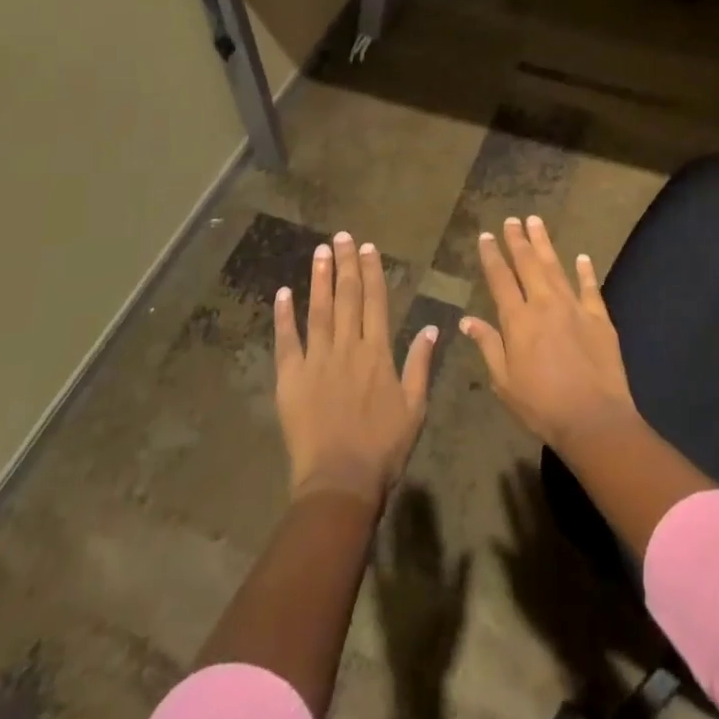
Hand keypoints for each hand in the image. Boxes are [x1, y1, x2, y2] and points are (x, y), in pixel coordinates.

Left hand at [275, 232, 437, 505]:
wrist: (340, 482)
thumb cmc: (383, 447)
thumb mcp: (415, 407)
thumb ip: (420, 364)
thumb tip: (433, 327)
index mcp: (377, 352)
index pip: (375, 301)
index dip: (371, 272)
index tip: (367, 248)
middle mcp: (347, 347)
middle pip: (346, 297)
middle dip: (345, 264)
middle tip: (340, 236)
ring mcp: (316, 361)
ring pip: (318, 311)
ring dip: (319, 279)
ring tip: (319, 251)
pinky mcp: (291, 379)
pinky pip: (287, 341)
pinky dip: (284, 316)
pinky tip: (284, 293)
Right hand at [459, 217, 638, 453]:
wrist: (593, 418)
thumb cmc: (541, 405)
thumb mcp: (504, 382)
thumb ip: (488, 345)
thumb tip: (467, 320)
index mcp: (518, 320)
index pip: (500, 280)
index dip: (492, 256)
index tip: (487, 236)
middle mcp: (545, 304)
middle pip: (528, 264)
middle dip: (518, 240)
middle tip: (512, 220)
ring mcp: (574, 307)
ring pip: (556, 267)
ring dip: (544, 243)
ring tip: (536, 222)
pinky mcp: (599, 317)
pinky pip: (590, 287)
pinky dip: (585, 271)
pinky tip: (582, 257)